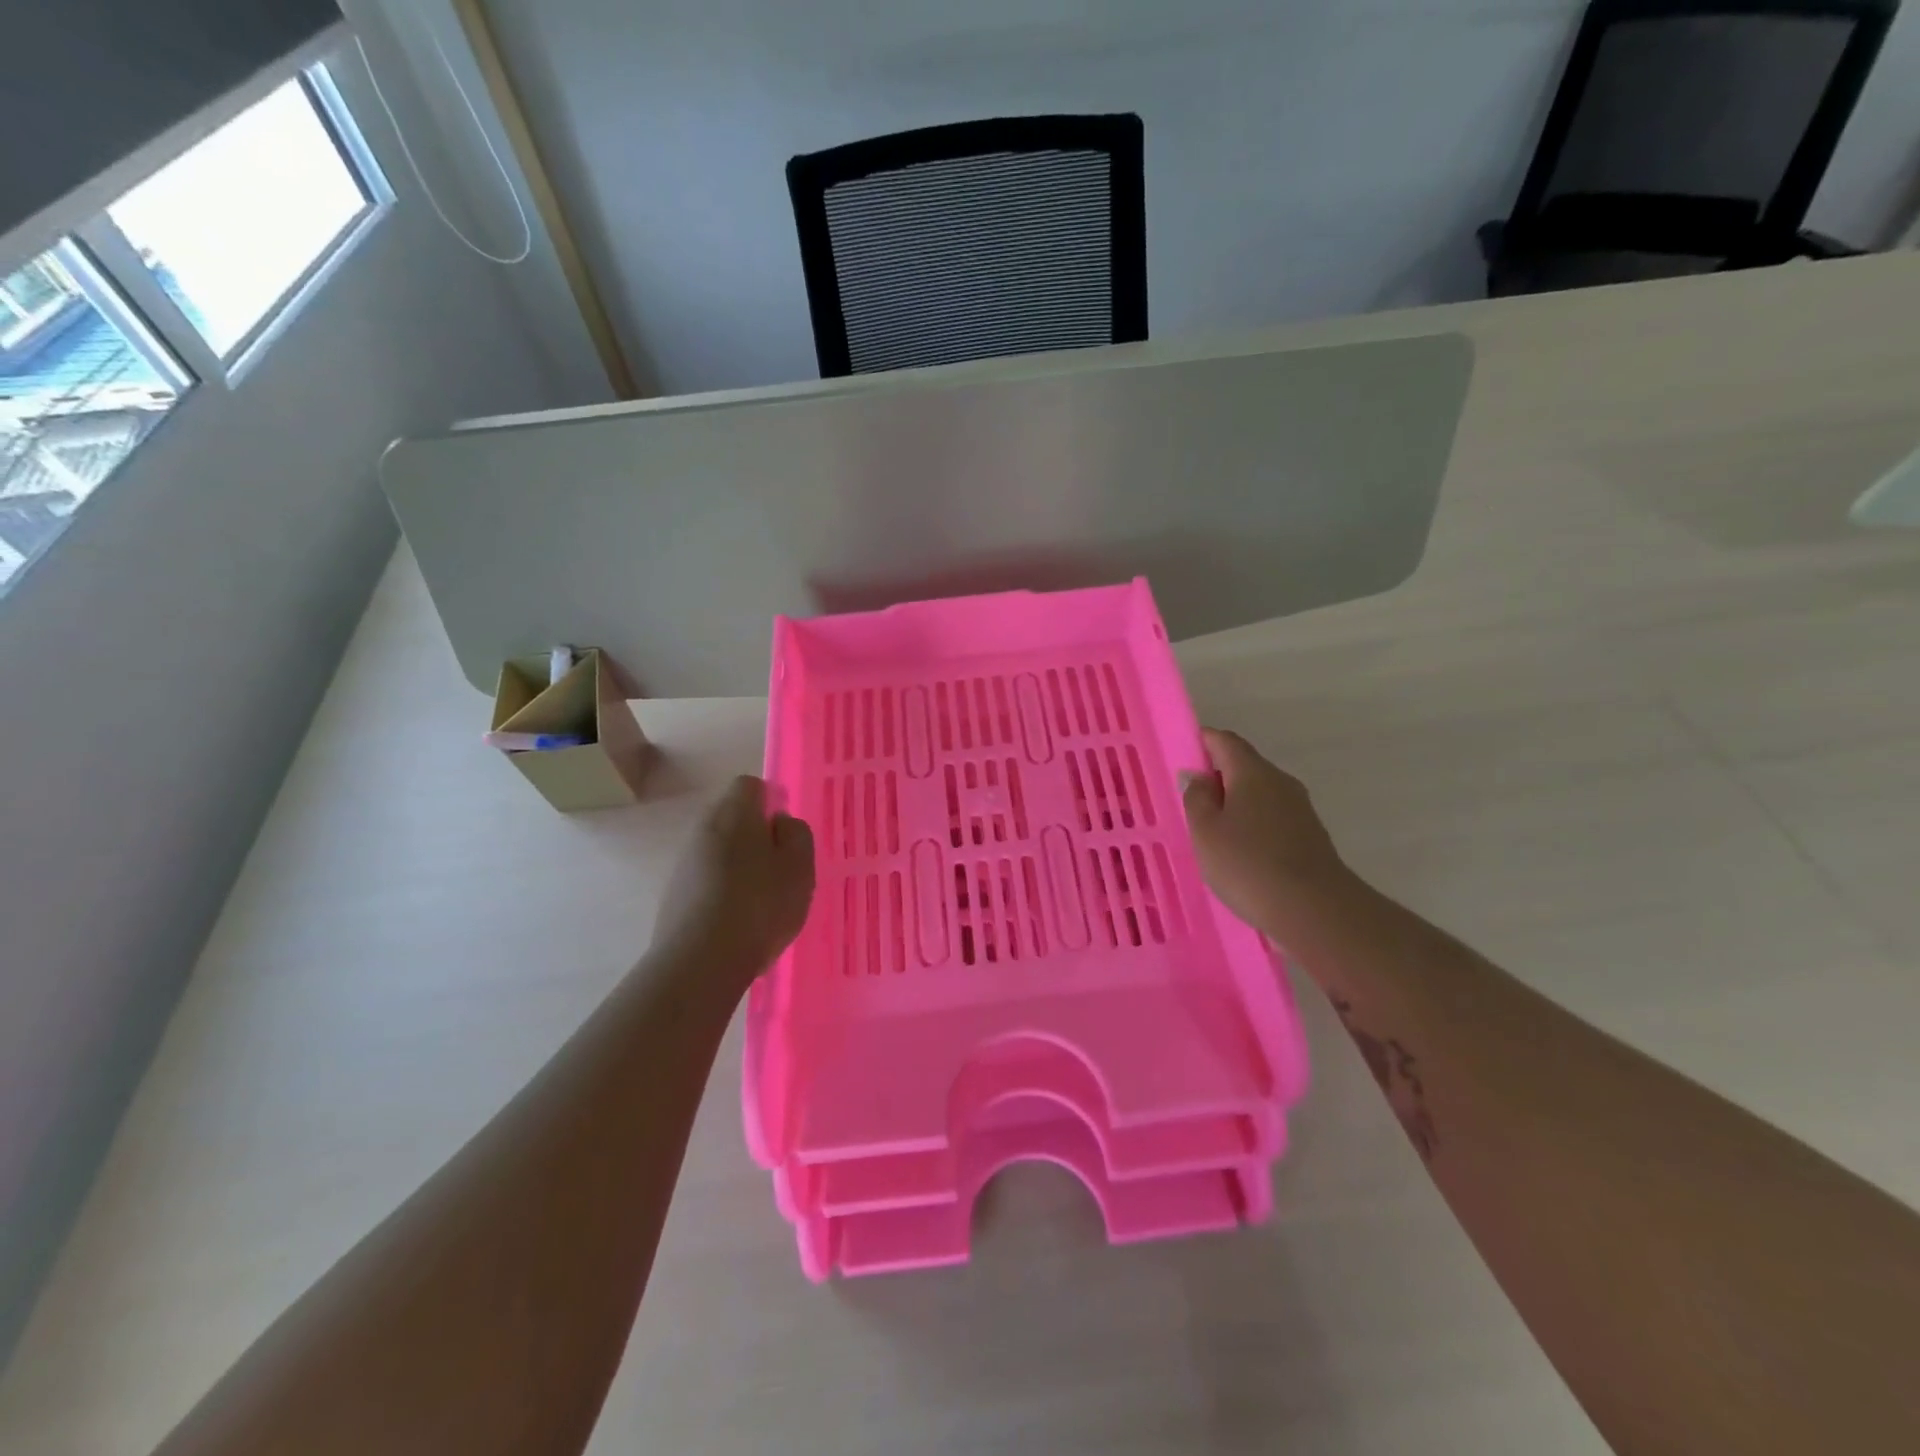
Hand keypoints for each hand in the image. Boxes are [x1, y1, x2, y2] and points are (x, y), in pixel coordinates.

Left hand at [650, 776, 814, 987]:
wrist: (700, 961)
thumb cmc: (760, 905)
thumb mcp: (799, 867)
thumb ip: (796, 835)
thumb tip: (780, 822)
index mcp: (735, 814)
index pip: (750, 785)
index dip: (771, 801)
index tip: (786, 832)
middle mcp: (703, 829)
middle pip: (732, 817)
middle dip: (755, 836)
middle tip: (779, 868)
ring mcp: (684, 863)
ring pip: (718, 850)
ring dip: (738, 865)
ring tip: (761, 900)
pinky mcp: (673, 895)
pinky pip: (706, 880)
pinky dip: (722, 890)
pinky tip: (738, 921)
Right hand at [1182, 728, 1349, 938]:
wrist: (1315, 910)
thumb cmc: (1248, 864)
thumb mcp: (1206, 831)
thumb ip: (1197, 798)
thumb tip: (1198, 776)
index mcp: (1252, 772)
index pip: (1225, 741)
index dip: (1203, 741)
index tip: (1183, 754)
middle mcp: (1280, 782)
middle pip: (1244, 766)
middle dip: (1217, 776)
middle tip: (1191, 801)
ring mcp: (1300, 809)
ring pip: (1259, 794)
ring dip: (1235, 804)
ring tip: (1212, 832)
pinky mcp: (1310, 836)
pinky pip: (1272, 818)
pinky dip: (1252, 825)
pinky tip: (1240, 852)